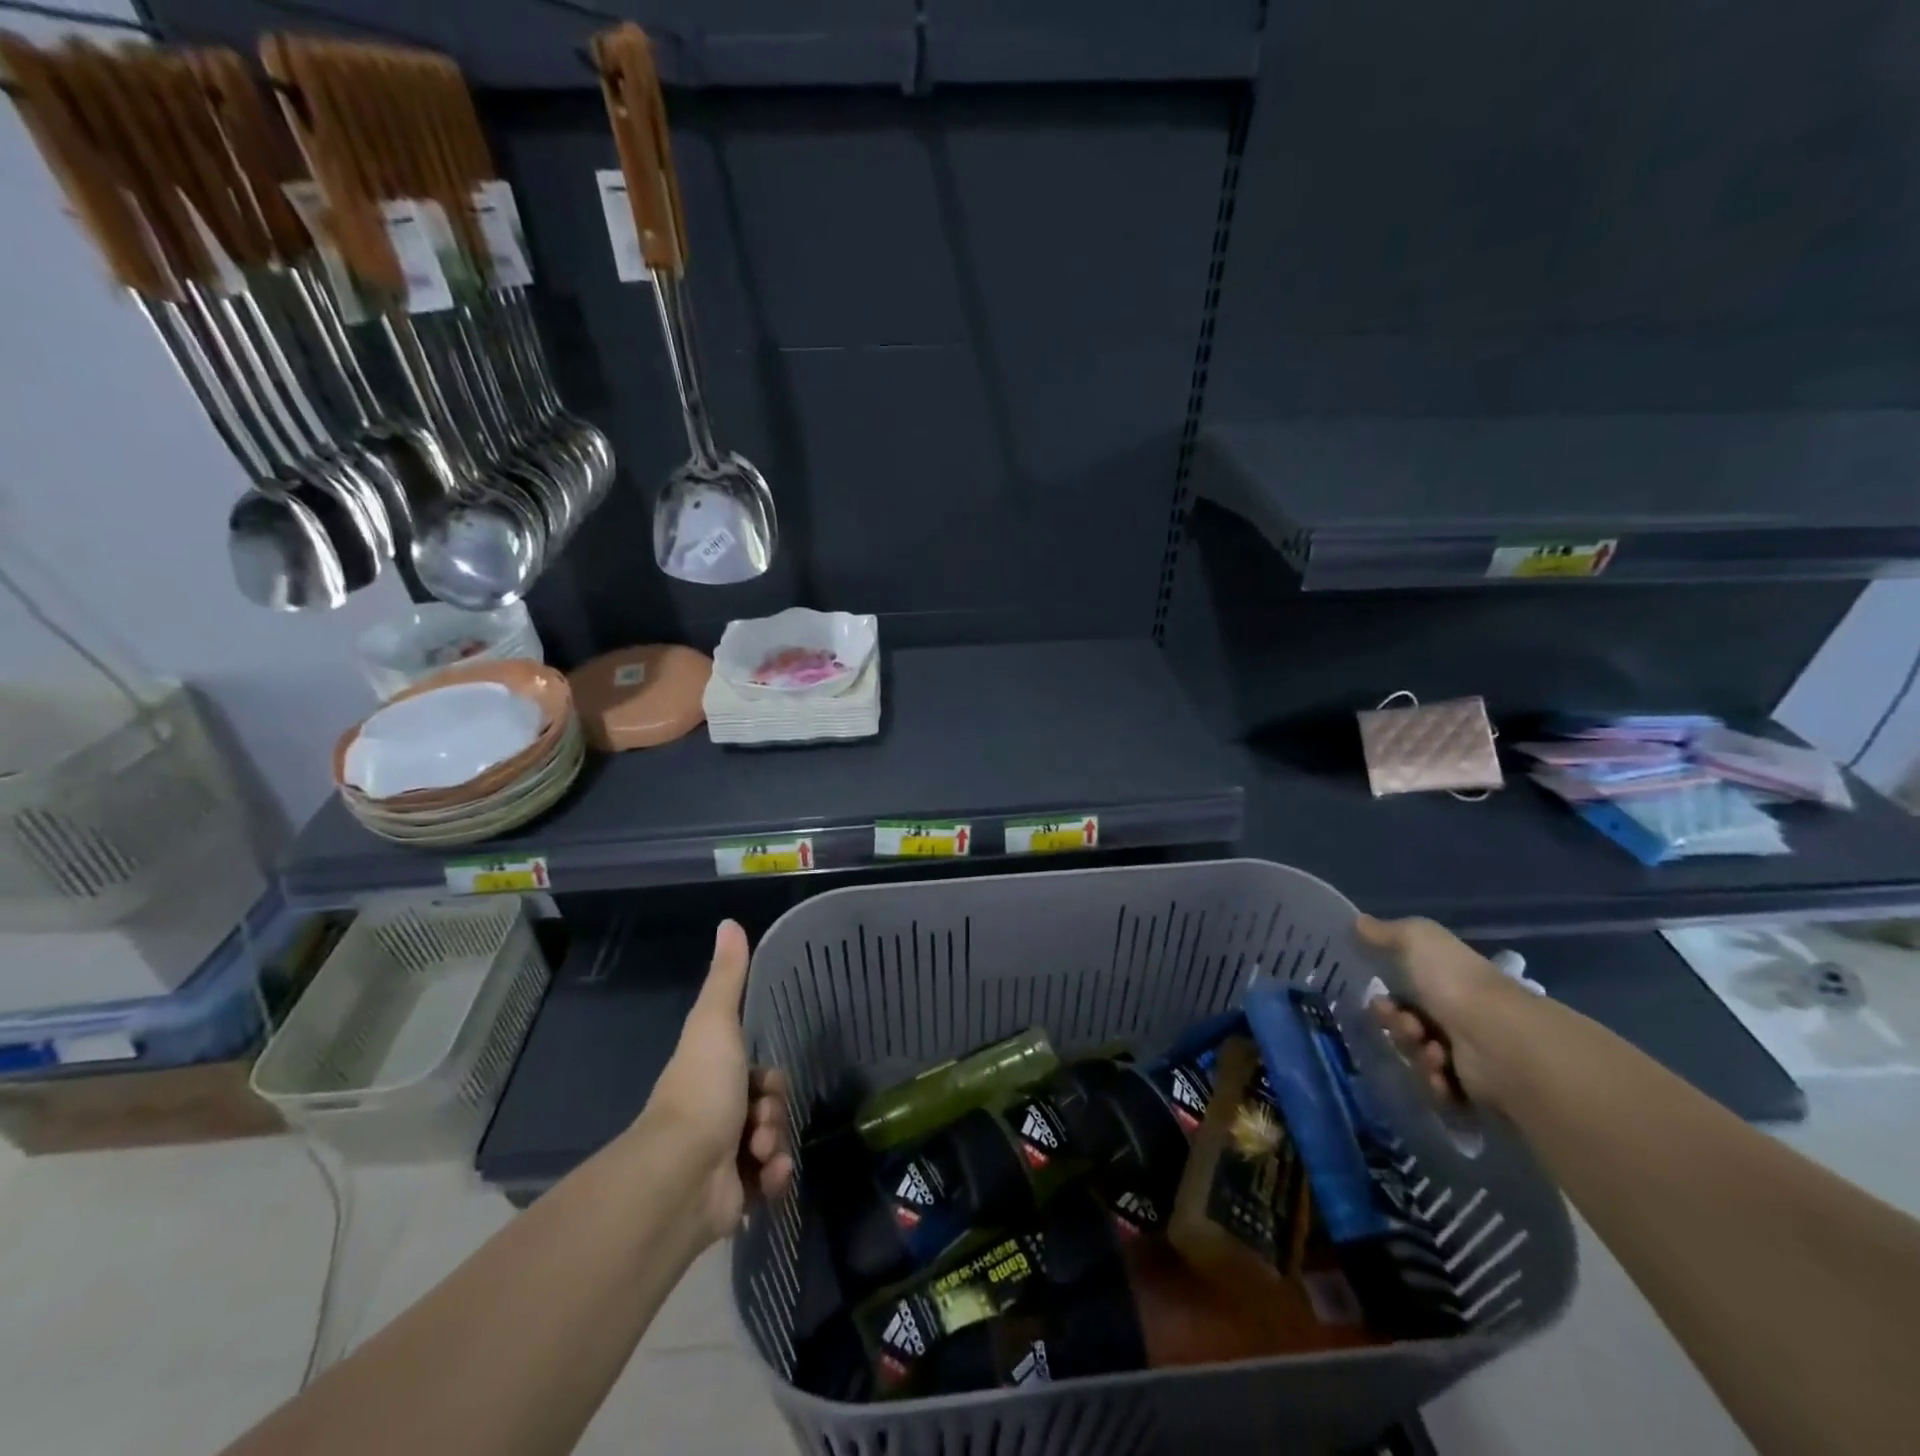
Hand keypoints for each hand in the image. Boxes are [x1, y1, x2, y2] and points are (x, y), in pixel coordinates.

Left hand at [642, 920, 793, 1243]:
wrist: (682, 1174)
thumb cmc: (701, 1090)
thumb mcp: (715, 1022)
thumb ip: (727, 976)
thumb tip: (729, 922)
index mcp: (712, 1078)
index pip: (759, 1075)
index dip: (770, 1078)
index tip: (765, 1084)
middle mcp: (716, 1116)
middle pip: (770, 1107)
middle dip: (775, 1113)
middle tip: (760, 1122)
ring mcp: (723, 1160)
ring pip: (774, 1142)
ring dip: (776, 1143)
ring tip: (760, 1153)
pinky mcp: (733, 1197)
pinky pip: (770, 1180)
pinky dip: (775, 1177)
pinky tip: (767, 1177)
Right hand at [1356, 913, 1525, 1106]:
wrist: (1502, 1041)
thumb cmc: (1456, 985)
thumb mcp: (1419, 939)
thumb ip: (1387, 932)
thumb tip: (1358, 921)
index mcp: (1448, 985)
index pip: (1405, 994)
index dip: (1385, 998)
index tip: (1378, 999)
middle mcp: (1459, 1018)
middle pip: (1406, 1027)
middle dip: (1397, 1027)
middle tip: (1406, 1026)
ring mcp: (1468, 1057)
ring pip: (1417, 1058)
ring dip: (1415, 1053)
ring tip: (1433, 1052)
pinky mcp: (1474, 1093)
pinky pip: (1435, 1090)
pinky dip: (1433, 1081)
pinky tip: (1442, 1072)